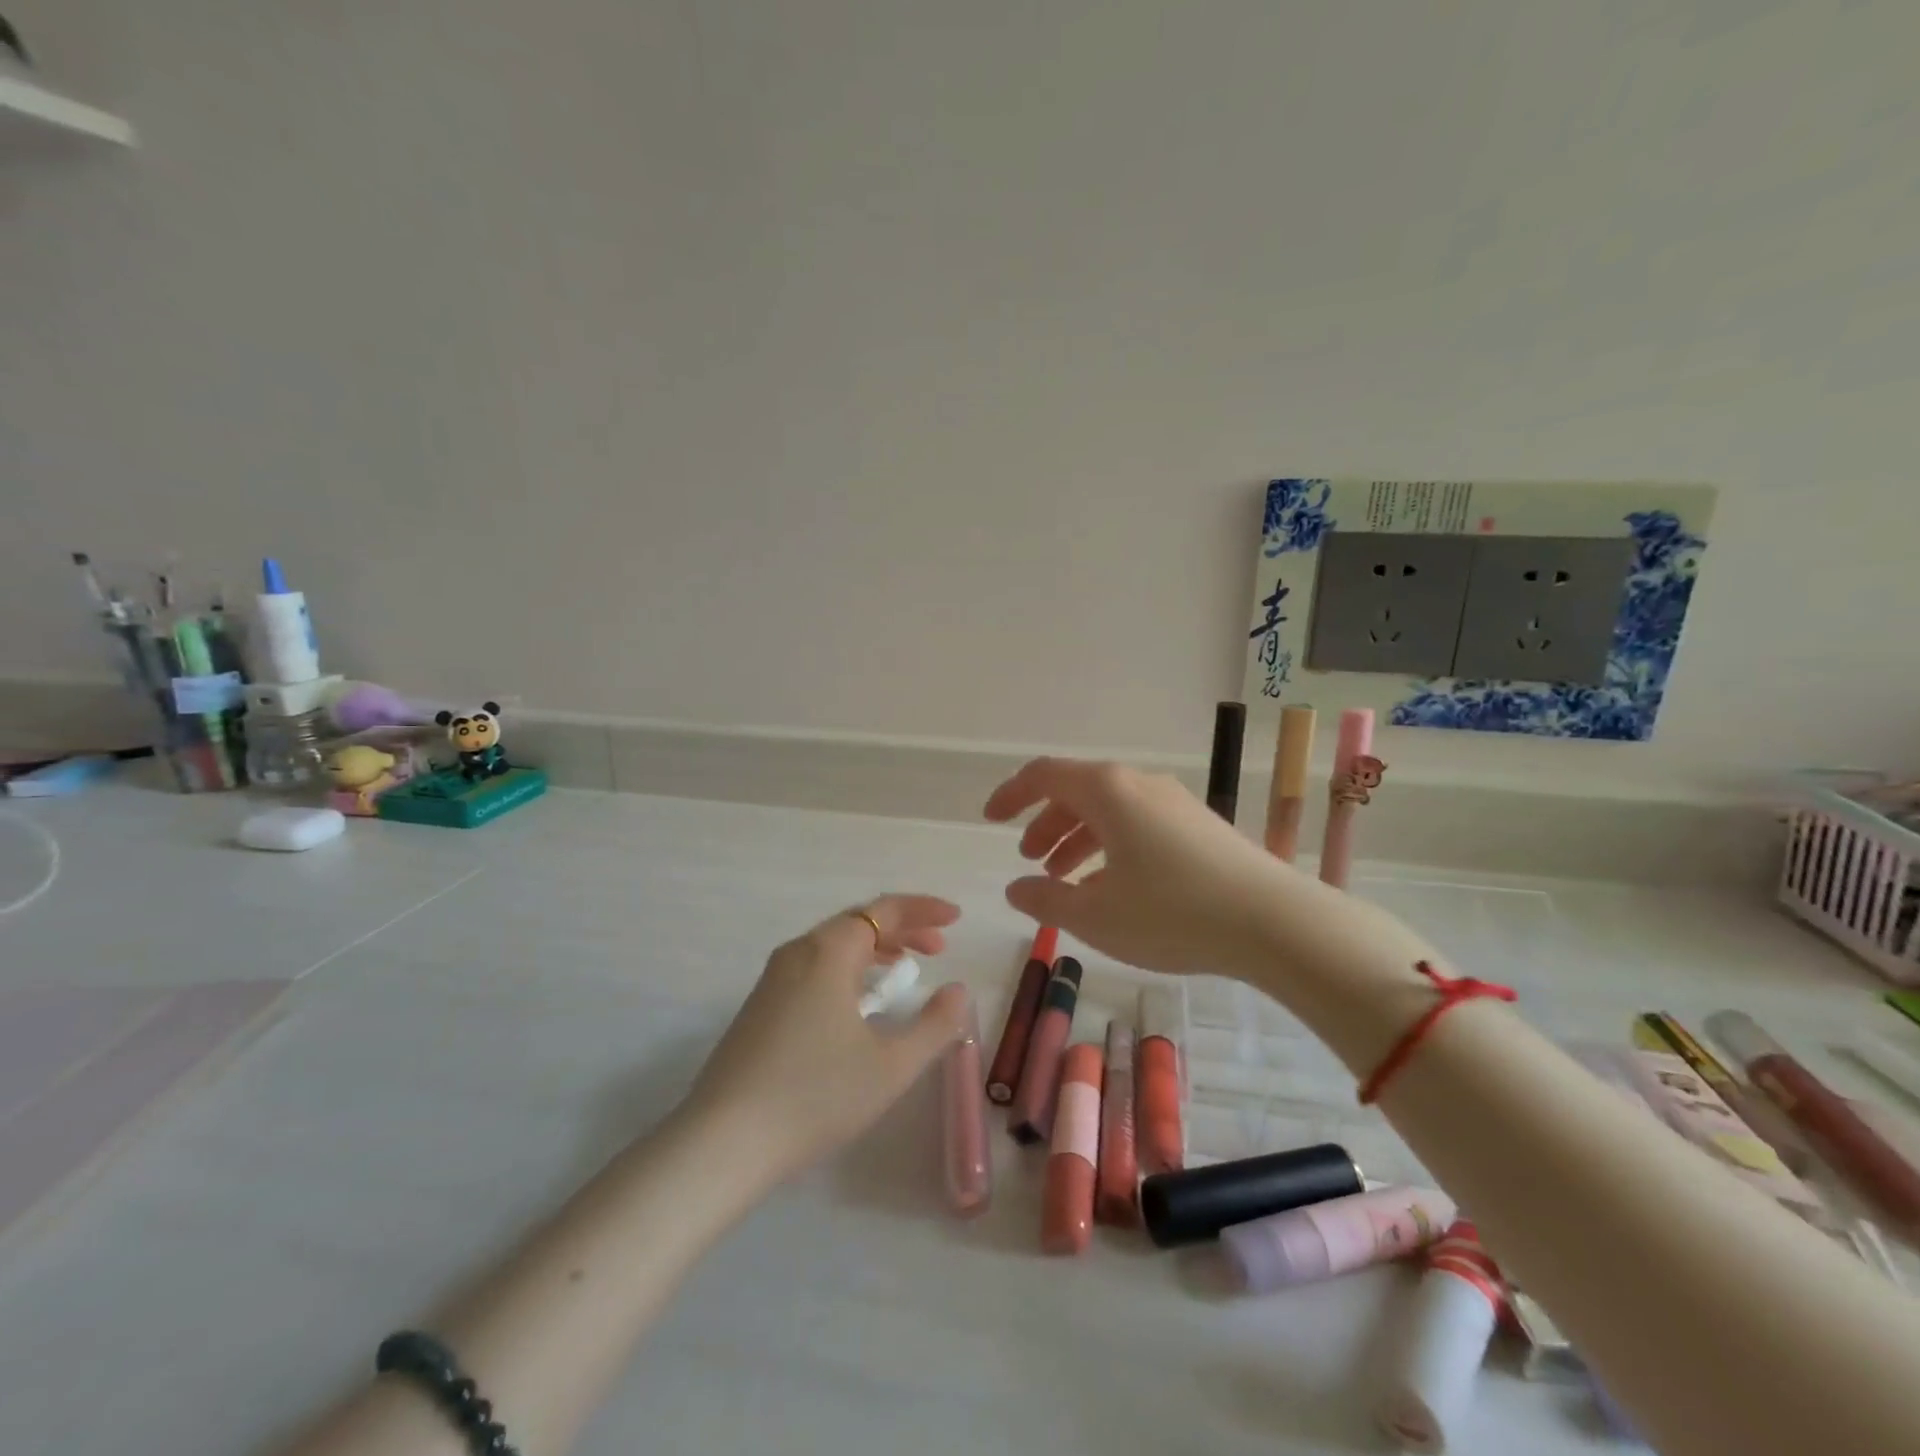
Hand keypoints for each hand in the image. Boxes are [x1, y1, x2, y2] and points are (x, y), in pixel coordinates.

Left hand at [683, 895, 968, 1181]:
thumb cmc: (816, 1096)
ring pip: (833, 945)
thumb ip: (935, 1025)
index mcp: (828, 952)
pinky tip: (858, 1002)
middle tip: (938, 948)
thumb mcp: (891, 1065)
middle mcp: (798, 953)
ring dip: (874, 949)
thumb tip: (958, 992)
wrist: (723, 1142)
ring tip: (903, 969)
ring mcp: (773, 979)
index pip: (884, 910)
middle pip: (857, 922)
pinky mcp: (760, 1006)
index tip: (956, 918)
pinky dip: (848, 968)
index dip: (923, 909)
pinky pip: (814, 967)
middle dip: (902, 929)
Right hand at [983, 757, 1293, 976]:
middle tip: (1030, 860)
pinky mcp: (1199, 825)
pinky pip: (1138, 824)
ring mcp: (1174, 802)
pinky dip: (1111, 846)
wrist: (1274, 922)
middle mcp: (1139, 784)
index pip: (1044, 775)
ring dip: (1078, 837)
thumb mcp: (1095, 915)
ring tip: (1064, 878)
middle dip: (1045, 823)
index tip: (990, 820)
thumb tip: (1016, 886)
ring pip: (1109, 810)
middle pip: (1077, 791)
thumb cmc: (1172, 913)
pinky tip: (1114, 887)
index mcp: (1107, 791)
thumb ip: (1046, 898)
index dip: (1011, 794)